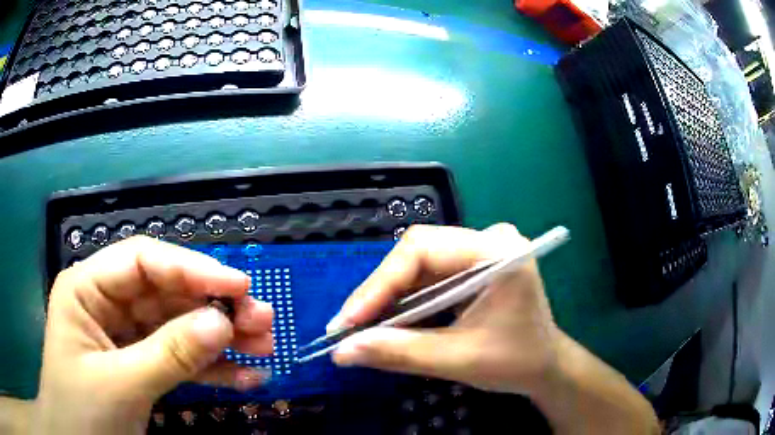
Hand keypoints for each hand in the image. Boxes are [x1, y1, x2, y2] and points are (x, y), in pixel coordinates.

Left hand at [36, 236, 273, 434]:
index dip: (191, 269)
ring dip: (222, 339)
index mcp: (88, 289)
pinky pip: (180, 360)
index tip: (239, 287)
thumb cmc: (82, 412)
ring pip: (179, 327)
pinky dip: (213, 370)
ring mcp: (127, 337)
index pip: (143, 263)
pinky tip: (246, 378)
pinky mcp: (142, 365)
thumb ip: (169, 354)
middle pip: (168, 295)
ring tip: (264, 347)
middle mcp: (109, 304)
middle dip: (214, 308)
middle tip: (262, 320)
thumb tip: (221, 324)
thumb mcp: (119, 384)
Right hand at [328, 223, 558, 394]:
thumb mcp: (458, 360)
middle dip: (380, 291)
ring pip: (420, 263)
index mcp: (498, 252)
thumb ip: (399, 353)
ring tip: (361, 325)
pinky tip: (390, 318)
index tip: (348, 320)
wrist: (546, 366)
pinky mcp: (475, 264)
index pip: (423, 248)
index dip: (379, 283)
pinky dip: (406, 297)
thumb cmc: (515, 362)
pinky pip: (430, 274)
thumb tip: (342, 351)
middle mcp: (490, 239)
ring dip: (389, 295)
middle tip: (349, 325)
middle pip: (418, 252)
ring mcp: (483, 249)